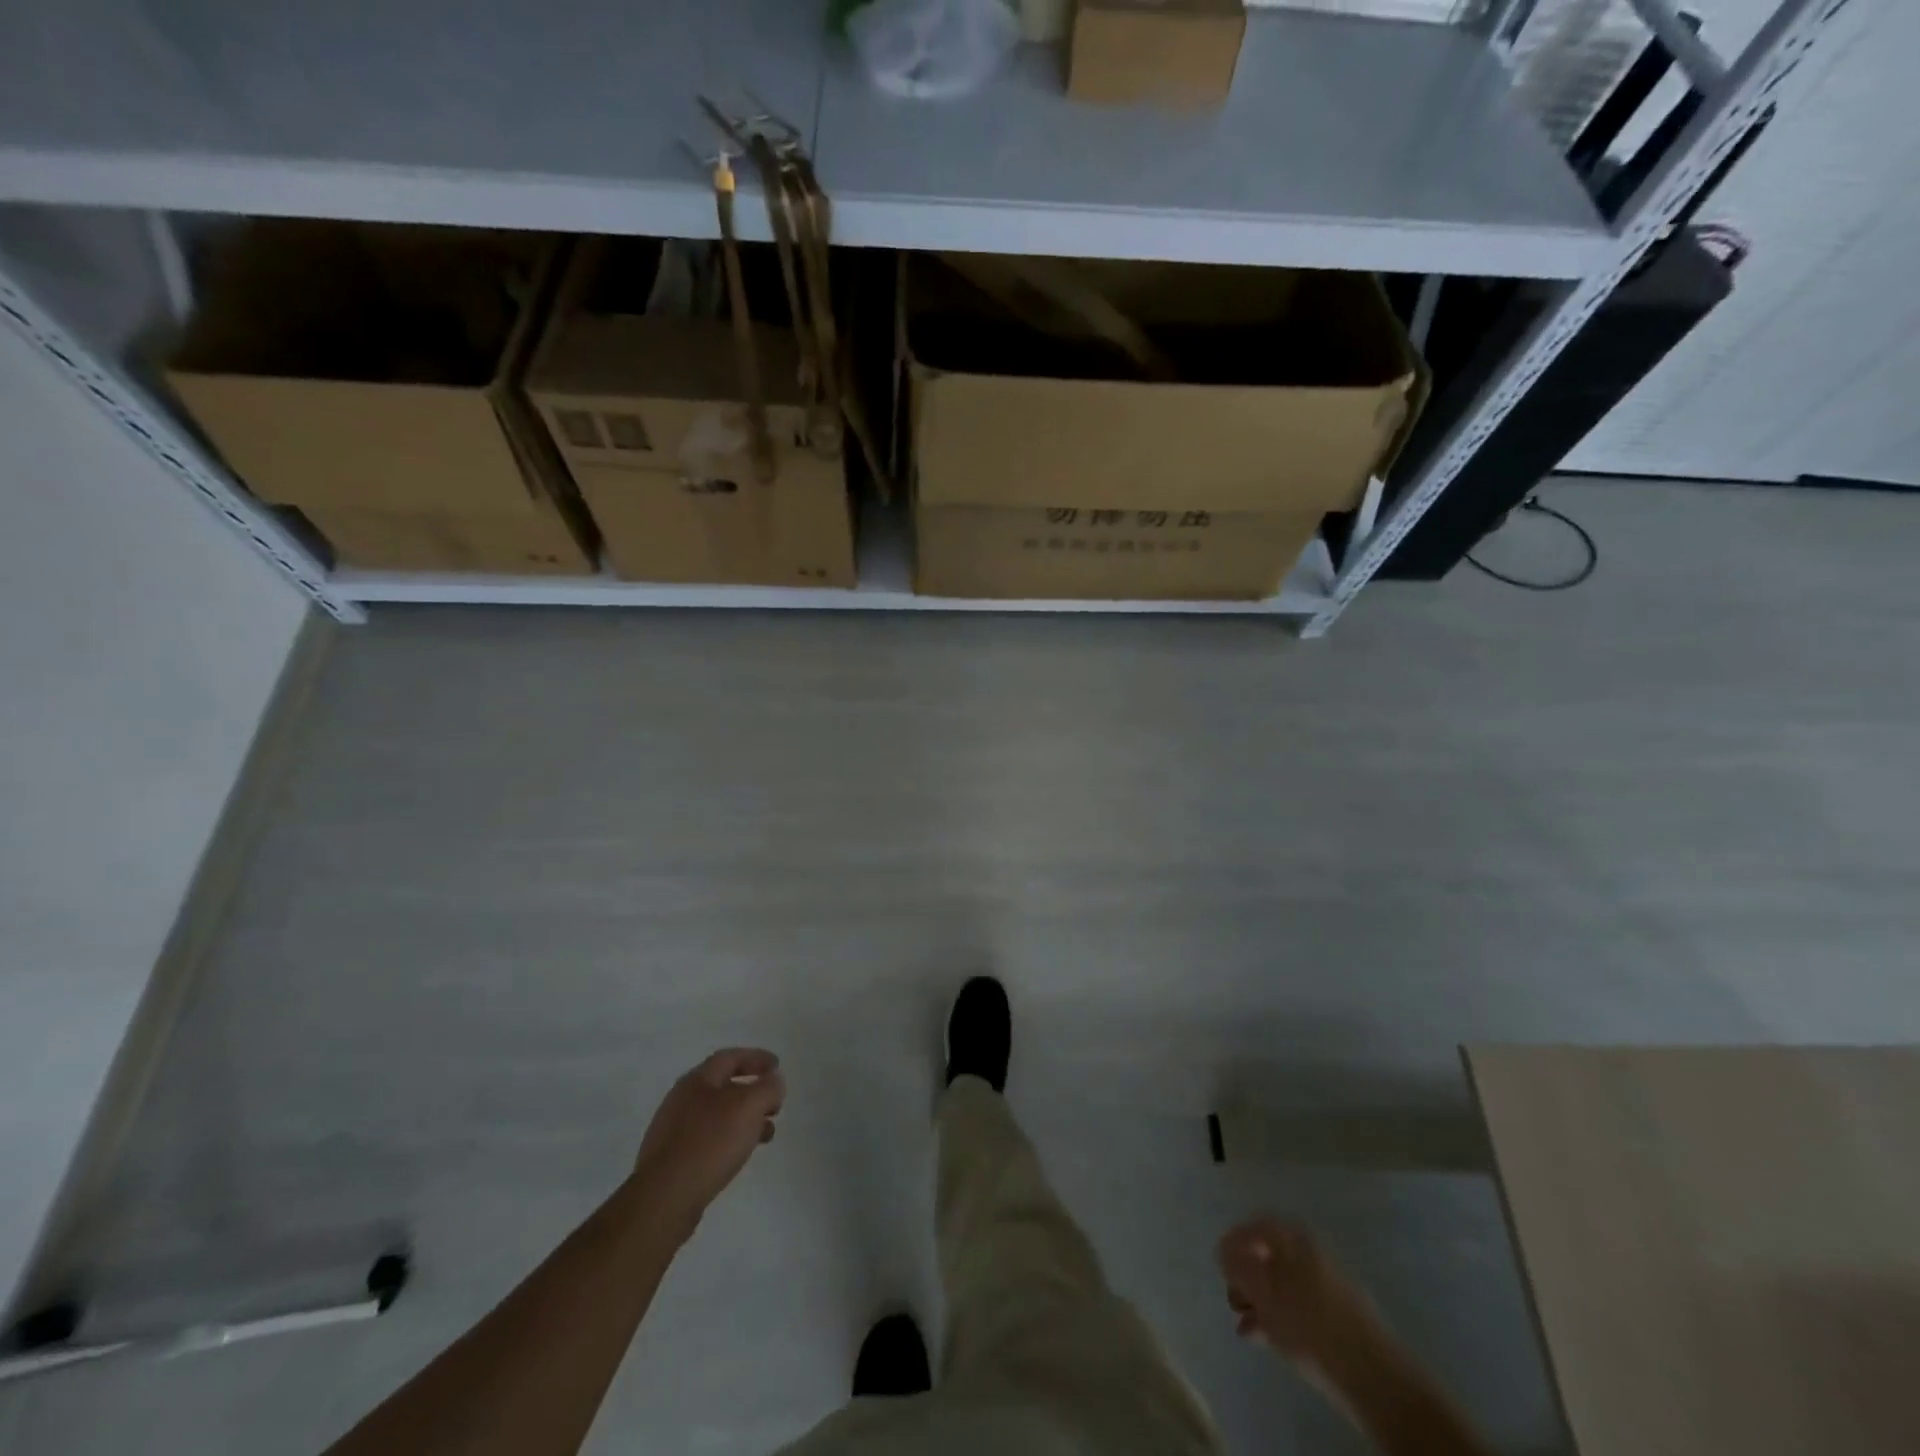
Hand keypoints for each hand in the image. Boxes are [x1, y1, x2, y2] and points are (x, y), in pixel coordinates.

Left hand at [633, 1049, 784, 1235]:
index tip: (777, 1066)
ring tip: (766, 1135)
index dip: (756, 1058)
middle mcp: (682, 1099)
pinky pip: (708, 1139)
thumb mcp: (750, 1106)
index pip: (730, 1057)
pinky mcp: (672, 1159)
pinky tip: (738, 1154)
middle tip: (774, 1105)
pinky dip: (729, 1139)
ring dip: (745, 1119)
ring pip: (718, 1115)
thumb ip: (768, 1088)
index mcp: (697, 1080)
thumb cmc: (711, 1142)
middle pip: (724, 1086)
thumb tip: (773, 1081)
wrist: (665, 1197)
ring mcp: (673, 1130)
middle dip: (753, 1092)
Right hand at [1217, 1219, 1358, 1363]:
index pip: (1255, 1226)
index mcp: (1293, 1238)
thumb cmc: (1306, 1322)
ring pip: (1282, 1283)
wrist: (1370, 1373)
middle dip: (1245, 1277)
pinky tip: (1264, 1337)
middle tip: (1232, 1298)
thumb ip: (1237, 1266)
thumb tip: (1223, 1249)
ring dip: (1259, 1300)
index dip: (1233, 1241)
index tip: (1220, 1265)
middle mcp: (1310, 1252)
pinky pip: (1298, 1305)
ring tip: (1245, 1323)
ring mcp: (1326, 1283)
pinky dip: (1278, 1316)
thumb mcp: (1262, 1292)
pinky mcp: (1336, 1314)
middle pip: (1268, 1255)